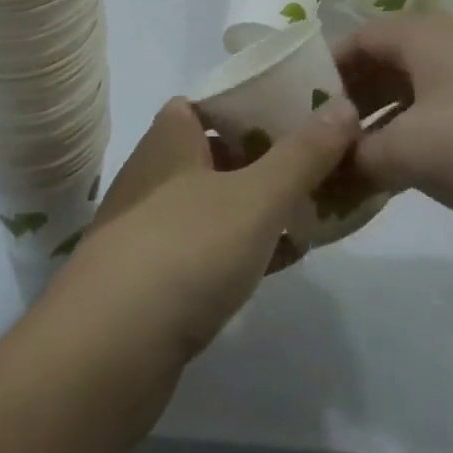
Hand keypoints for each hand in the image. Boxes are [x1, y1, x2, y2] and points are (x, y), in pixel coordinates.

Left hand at [43, 96, 360, 367]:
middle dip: (270, 157)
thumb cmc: (185, 250)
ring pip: (219, 201)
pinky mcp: (156, 276)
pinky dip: (246, 247)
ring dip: (261, 205)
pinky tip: (284, 259)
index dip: (256, 102)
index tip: (303, 112)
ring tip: (315, 209)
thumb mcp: (256, 197)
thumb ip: (303, 153)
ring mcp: (153, 225)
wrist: (107, 351)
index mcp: (171, 136)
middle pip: (221, 150)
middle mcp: (157, 172)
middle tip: (322, 163)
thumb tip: (345, 105)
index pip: (214, 101)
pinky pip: (211, 247)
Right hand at [336, 15, 452, 254]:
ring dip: (378, 129)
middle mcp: (447, 48)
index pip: (354, 40)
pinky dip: (410, 144)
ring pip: (409, 99)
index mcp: (421, 36)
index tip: (294, 107)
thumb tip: (323, 167)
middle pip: (380, 68)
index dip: (321, 71)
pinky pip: (438, 123)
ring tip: (348, 167)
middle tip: (318, 142)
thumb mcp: (408, 150)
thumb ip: (356, 156)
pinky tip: (394, 179)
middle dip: (348, 105)